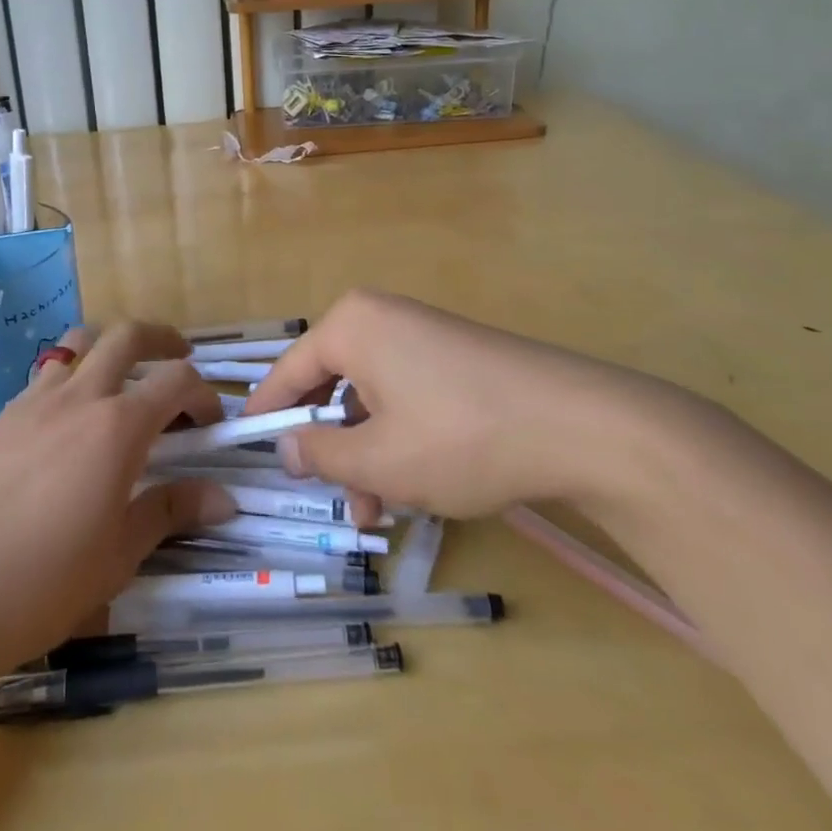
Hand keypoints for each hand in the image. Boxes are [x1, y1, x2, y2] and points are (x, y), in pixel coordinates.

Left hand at [0, 323, 235, 678]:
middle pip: (127, 337)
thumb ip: (170, 513)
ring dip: (109, 346)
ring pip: (78, 344)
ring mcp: (33, 401)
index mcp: (117, 427)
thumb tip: (224, 499)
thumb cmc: (42, 582)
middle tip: (179, 358)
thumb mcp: (118, 555)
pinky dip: (71, 377)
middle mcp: (78, 397)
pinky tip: (69, 421)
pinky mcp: (1, 417)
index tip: (211, 423)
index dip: (204, 394)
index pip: (176, 382)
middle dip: (162, 339)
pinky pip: (45, 375)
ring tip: (122, 375)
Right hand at [246, 289, 672, 523]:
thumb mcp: (380, 459)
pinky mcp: (456, 355)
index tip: (249, 444)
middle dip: (331, 447)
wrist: (582, 425)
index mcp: (352, 326)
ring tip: (381, 512)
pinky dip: (399, 436)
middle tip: (335, 500)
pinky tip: (417, 484)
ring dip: (367, 453)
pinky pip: (406, 393)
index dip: (268, 411)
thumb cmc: (460, 437)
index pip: (290, 369)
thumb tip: (286, 446)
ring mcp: (423, 333)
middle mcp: (382, 318)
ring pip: (372, 396)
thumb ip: (321, 454)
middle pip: (333, 385)